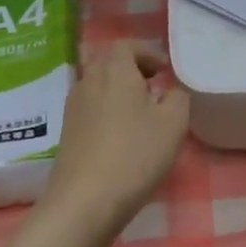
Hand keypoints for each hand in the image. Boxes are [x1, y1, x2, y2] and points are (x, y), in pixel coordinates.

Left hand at [43, 42, 190, 237]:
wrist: (84, 201)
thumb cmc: (134, 154)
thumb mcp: (173, 124)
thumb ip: (178, 98)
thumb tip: (172, 90)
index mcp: (114, 70)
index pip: (126, 45)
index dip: (147, 53)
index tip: (164, 72)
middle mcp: (89, 80)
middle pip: (107, 61)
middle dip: (131, 68)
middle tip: (152, 86)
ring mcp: (73, 106)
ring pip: (96, 84)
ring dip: (117, 89)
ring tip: (140, 111)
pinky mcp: (67, 131)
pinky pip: (89, 106)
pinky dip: (106, 108)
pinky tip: (121, 134)